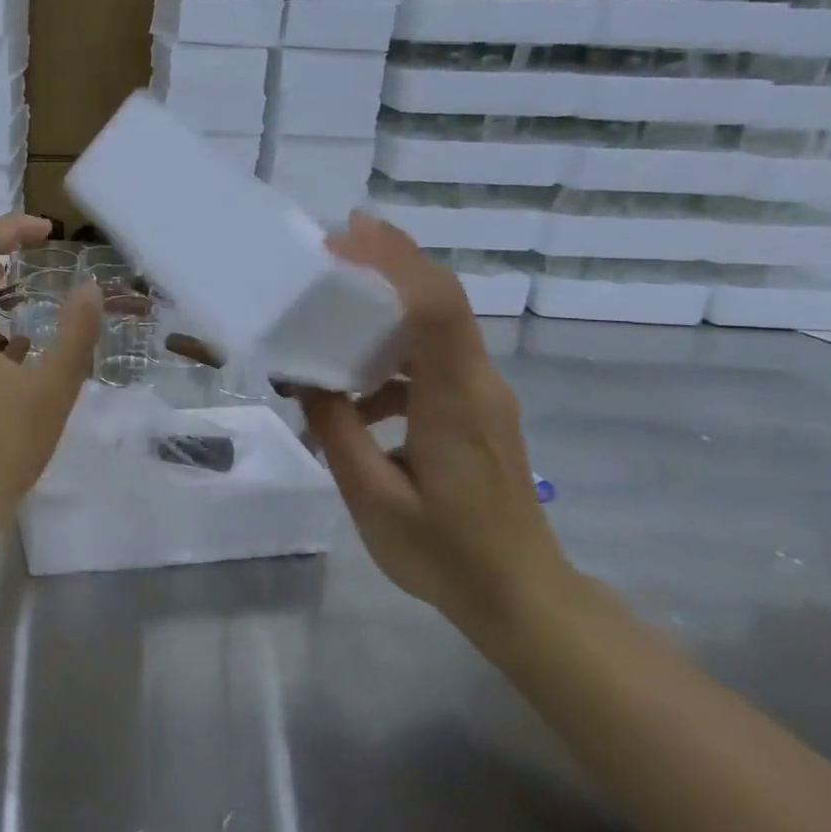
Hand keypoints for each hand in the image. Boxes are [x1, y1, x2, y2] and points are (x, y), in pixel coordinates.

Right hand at [300, 214, 573, 641]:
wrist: (523, 598)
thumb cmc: (446, 554)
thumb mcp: (372, 498)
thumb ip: (337, 431)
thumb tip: (307, 380)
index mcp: (454, 401)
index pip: (434, 308)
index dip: (394, 261)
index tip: (348, 233)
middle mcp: (477, 384)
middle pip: (439, 301)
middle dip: (388, 263)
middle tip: (331, 250)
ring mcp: (482, 396)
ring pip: (435, 327)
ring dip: (384, 309)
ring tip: (329, 317)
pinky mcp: (476, 410)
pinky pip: (432, 360)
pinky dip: (390, 356)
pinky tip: (352, 396)